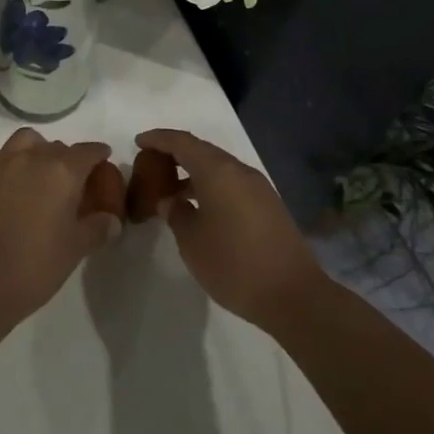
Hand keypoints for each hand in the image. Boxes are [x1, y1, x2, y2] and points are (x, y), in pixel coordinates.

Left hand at [0, 128, 118, 320]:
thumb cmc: (35, 265)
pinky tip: (6, 183)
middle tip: (68, 181)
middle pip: (56, 146)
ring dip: (35, 150)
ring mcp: (0, 162)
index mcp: (63, 171)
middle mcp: (32, 156)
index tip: (102, 159)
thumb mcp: (75, 249)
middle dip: (66, 158)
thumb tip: (112, 220)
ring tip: (35, 173)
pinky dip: (6, 162)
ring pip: (24, 141)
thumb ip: (97, 228)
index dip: (98, 154)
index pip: (87, 151)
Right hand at [135, 129, 328, 330]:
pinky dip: (211, 186)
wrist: (294, 295)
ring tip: (172, 191)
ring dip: (194, 172)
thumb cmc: (234, 265)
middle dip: (175, 154)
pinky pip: (232, 183)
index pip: (181, 142)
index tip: (138, 142)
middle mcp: (239, 170)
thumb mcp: (192, 242)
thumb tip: (171, 200)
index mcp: (217, 171)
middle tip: (152, 165)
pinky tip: (201, 208)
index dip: (158, 138)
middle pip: (202, 150)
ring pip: (219, 167)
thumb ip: (176, 214)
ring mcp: (258, 187)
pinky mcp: (269, 205)